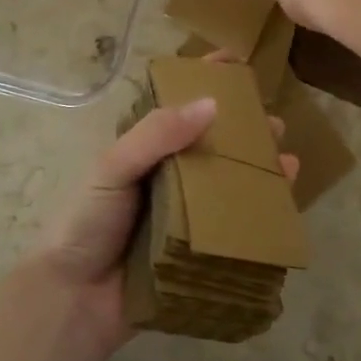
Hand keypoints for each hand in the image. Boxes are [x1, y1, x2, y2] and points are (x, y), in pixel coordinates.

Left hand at [26, 81, 298, 351]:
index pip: (177, 106)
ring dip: (257, 168)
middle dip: (244, 130)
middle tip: (274, 122)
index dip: (204, 80)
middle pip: (212, 144)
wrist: (74, 299)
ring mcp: (183, 213)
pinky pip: (233, 223)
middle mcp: (167, 176)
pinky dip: (259, 210)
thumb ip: (156, 135)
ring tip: (287, 158)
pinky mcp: (196, 248)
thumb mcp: (113, 168)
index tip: (236, 61)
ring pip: (227, 182)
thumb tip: (211, 105)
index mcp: (144, 151)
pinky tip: (281, 201)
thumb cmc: (86, 223)